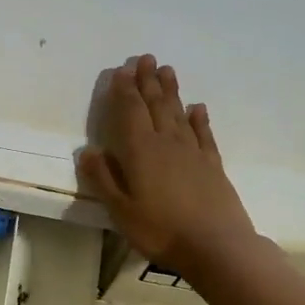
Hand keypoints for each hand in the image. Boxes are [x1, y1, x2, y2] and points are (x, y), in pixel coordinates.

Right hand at [77, 54, 255, 277]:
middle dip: (148, 81)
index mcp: (140, 151)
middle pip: (155, 105)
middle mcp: (167, 143)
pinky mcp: (212, 165)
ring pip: (178, 113)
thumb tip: (88, 150)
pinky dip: (199, 118)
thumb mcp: (120, 210)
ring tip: (167, 70)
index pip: (129, 112)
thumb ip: (103, 178)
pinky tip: (197, 108)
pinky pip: (204, 134)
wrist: (216, 246)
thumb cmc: (160, 230)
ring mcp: (193, 152)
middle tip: (146, 58)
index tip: (122, 69)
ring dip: (171, 91)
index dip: (124, 90)